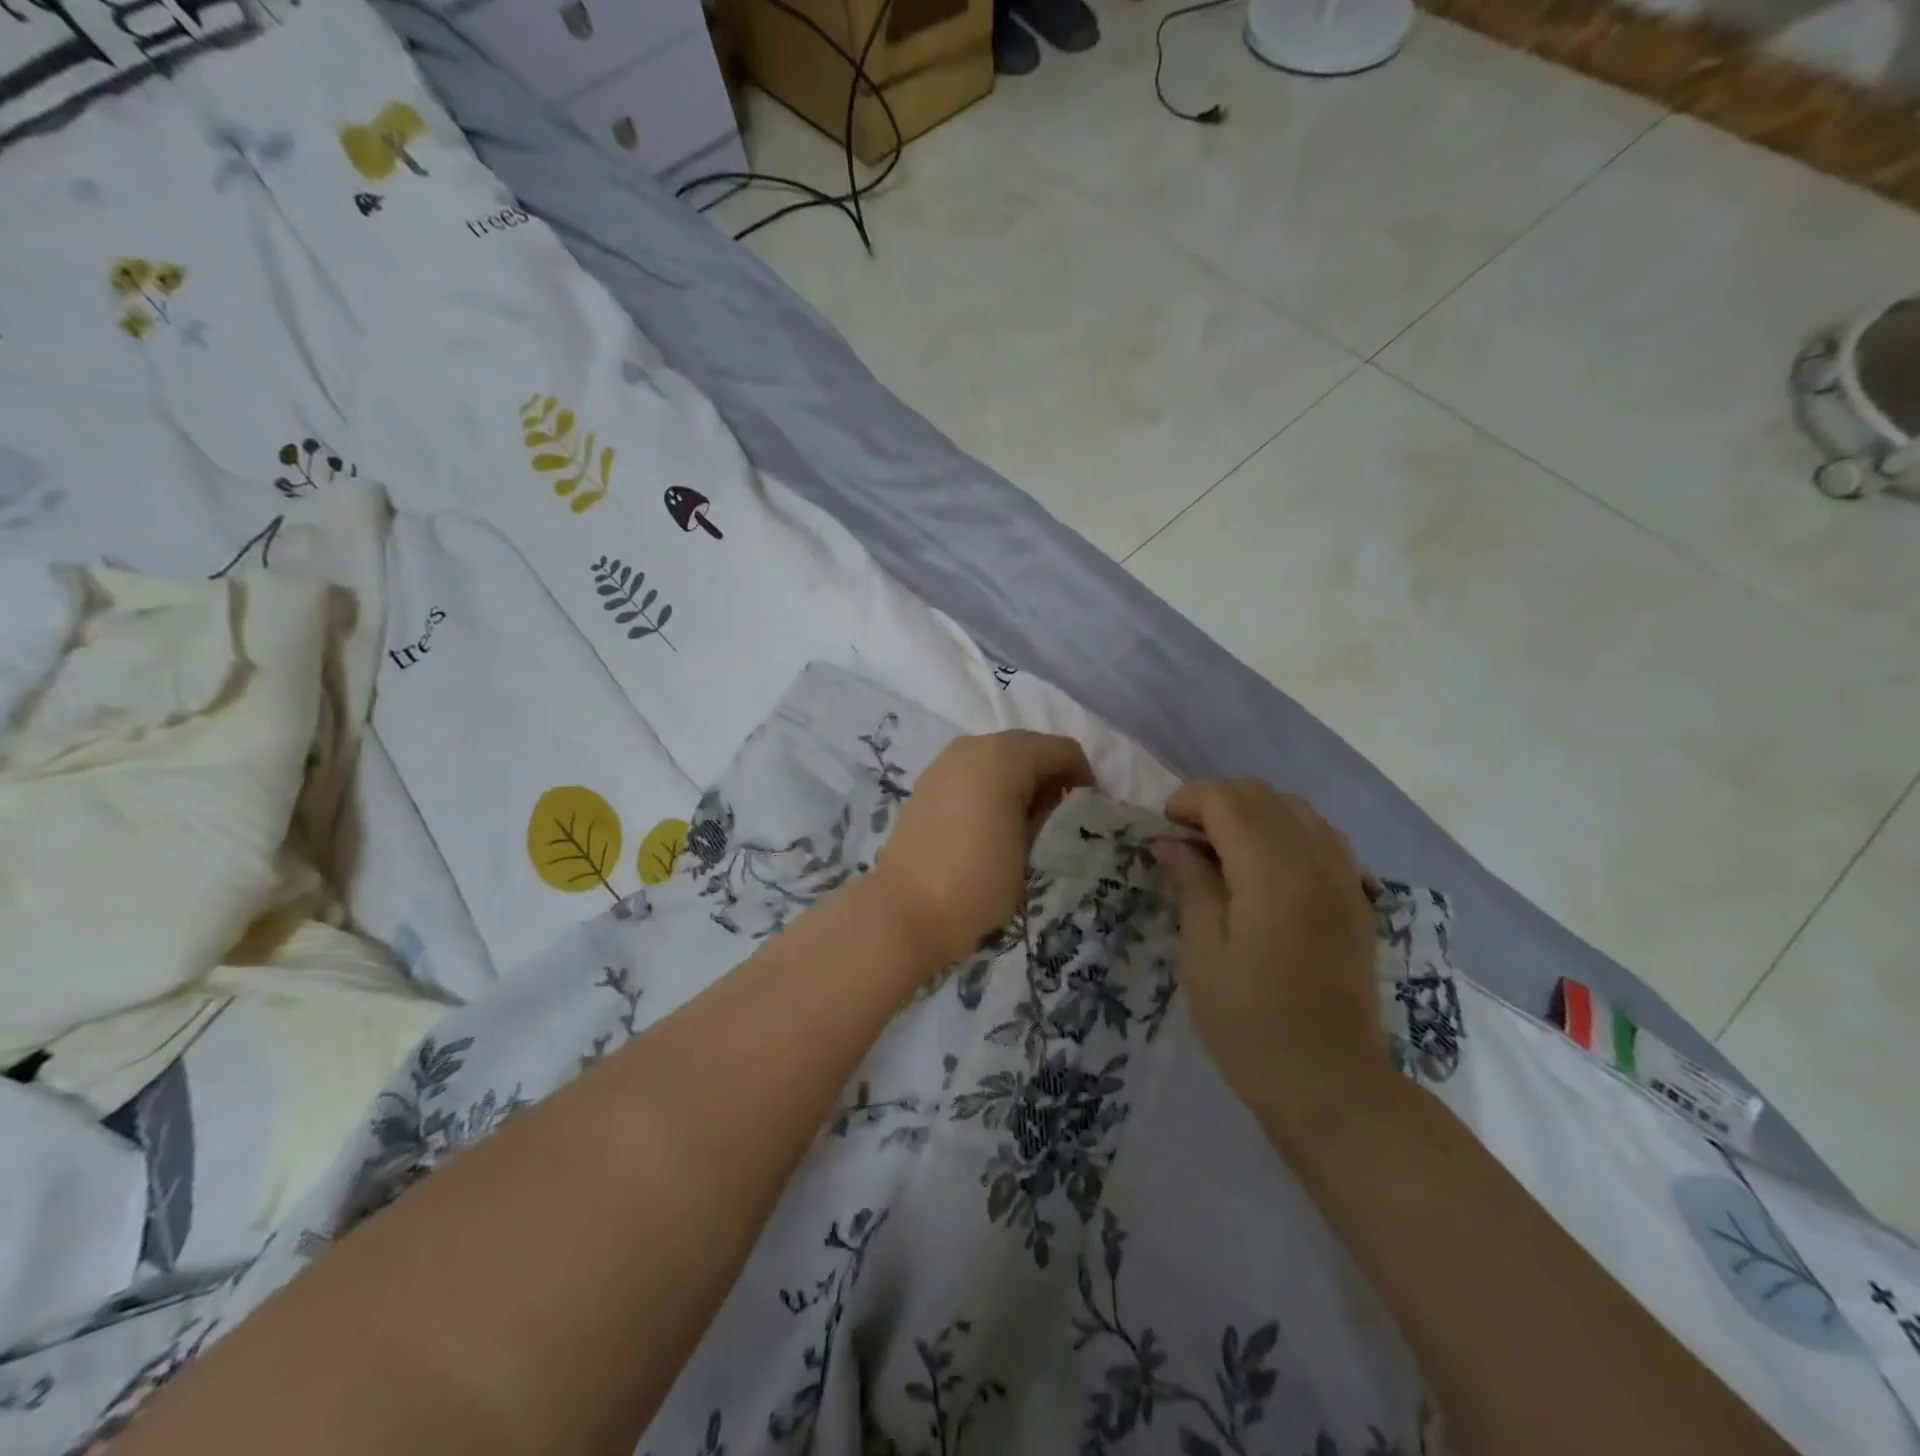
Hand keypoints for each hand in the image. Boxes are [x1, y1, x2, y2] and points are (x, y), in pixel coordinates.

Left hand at [873, 731, 1094, 970]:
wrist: (905, 911)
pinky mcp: (927, 785)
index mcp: (1004, 755)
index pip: (1062, 750)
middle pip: (1028, 748)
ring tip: (1027, 826)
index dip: (1084, 778)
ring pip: (998, 759)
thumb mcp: (1030, 848)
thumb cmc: (978, 880)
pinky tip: (993, 825)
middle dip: (1051, 777)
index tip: (1088, 814)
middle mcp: (972, 747)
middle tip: (1060, 820)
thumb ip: (1047, 814)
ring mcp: (944, 764)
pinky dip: (991, 789)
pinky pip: (972, 774)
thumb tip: (1051, 802)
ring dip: (1020, 782)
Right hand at [1153, 780, 1385, 1128]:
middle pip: (1262, 795)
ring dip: (1252, 812)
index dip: (1187, 801)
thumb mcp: (1202, 954)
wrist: (1331, 1084)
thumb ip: (1190, 885)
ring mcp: (1344, 877)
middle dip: (1216, 802)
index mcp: (1272, 874)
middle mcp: (1315, 861)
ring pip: (1296, 808)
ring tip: (1222, 850)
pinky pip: (1322, 835)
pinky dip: (1287, 830)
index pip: (1227, 801)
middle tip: (1185, 841)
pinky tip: (1266, 865)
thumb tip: (1170, 842)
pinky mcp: (1357, 898)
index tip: (1163, 831)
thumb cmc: (1250, 1023)